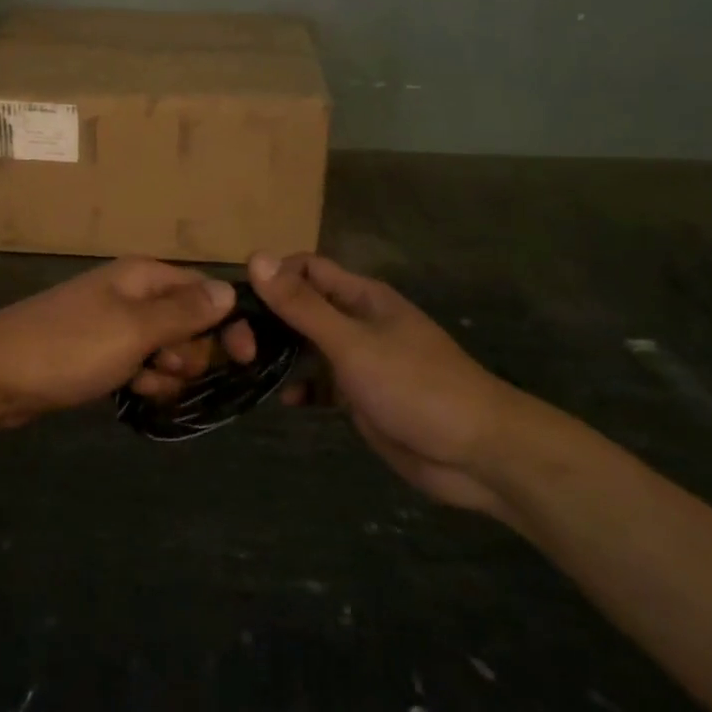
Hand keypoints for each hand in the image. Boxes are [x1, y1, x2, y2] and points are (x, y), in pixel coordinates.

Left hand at [0, 259, 239, 426]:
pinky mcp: (99, 353)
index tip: (246, 358)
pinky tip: (131, 394)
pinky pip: (140, 365)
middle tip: (164, 366)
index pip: (205, 290)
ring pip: (167, 349)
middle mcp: (132, 293)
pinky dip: (143, 380)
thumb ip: (184, 312)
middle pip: (190, 322)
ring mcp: (114, 324)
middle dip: (189, 352)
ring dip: (166, 372)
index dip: (229, 321)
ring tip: (142, 382)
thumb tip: (230, 290)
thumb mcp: (133, 329)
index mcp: (143, 276)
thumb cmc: (68, 347)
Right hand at [248, 253, 531, 516]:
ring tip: (245, 369)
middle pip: (302, 307)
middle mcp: (357, 321)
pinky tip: (284, 402)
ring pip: (307, 347)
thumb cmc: (415, 385)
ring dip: (280, 355)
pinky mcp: (360, 397)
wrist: (477, 453)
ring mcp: (359, 360)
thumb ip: (302, 305)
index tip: (235, 301)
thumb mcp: (352, 343)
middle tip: (235, 344)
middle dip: (269, 320)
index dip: (272, 276)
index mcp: (360, 297)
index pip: (306, 269)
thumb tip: (255, 257)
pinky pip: (321, 384)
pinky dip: (301, 389)